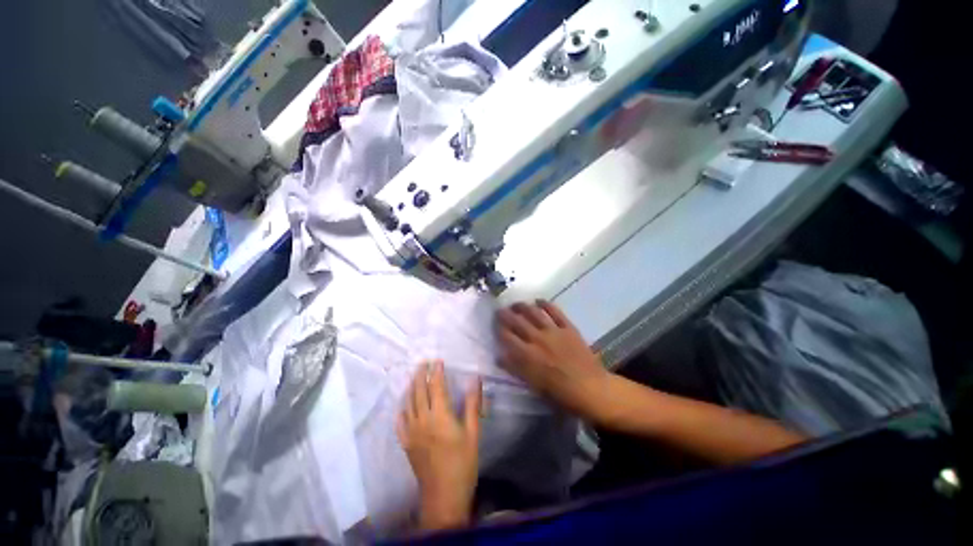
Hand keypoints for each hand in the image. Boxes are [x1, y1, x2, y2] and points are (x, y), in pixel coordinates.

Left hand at [398, 360, 481, 530]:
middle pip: (419, 391)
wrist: (444, 496)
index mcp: (440, 415)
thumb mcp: (473, 432)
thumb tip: (475, 380)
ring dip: (411, 387)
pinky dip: (402, 410)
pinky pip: (400, 423)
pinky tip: (403, 405)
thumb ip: (472, 404)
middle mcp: (423, 420)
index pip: (436, 386)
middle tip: (423, 362)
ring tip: (414, 376)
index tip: (438, 361)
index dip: (436, 372)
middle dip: (421, 374)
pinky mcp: (407, 444)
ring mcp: (412, 432)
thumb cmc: (463, 463)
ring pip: (409, 403)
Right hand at [496, 300, 612, 422]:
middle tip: (499, 310)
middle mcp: (538, 339)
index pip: (507, 337)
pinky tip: (539, 301)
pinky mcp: (568, 327)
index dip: (498, 328)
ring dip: (522, 306)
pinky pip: (555, 311)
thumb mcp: (534, 385)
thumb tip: (499, 357)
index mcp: (528, 355)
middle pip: (517, 321)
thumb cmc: (560, 393)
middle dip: (505, 314)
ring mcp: (553, 331)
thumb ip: (515, 369)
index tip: (494, 324)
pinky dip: (546, 304)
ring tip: (516, 304)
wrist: (591, 388)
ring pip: (533, 313)